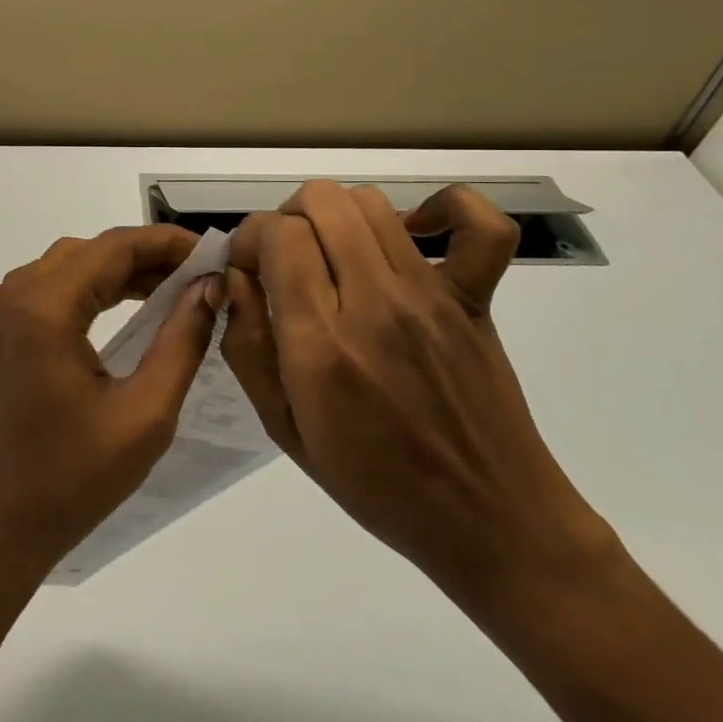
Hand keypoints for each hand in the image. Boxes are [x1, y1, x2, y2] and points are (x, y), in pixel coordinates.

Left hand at [0, 226, 220, 586]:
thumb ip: (182, 341)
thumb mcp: (144, 415)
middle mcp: (8, 295)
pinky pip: (46, 290)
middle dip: (146, 257)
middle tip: (200, 275)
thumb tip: (210, 288)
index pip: (112, 249)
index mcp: (40, 309)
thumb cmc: (70, 481)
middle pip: (88, 253)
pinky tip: (126, 305)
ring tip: (174, 287)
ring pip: (66, 267)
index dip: (166, 243)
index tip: (213, 252)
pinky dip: (88, 290)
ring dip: (117, 272)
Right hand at [222, 181, 611, 604]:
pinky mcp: (476, 297)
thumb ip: (247, 346)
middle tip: (285, 261)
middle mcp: (375, 303)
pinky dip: (444, 209)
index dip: (250, 237)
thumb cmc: (375, 485)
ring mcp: (431, 295)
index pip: (277, 234)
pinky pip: (480, 226)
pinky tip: (414, 232)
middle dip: (287, 218)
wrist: (488, 520)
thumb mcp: (284, 428)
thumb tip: (235, 277)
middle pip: (321, 201)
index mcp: (321, 343)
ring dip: (336, 214)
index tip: (248, 267)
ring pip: (371, 202)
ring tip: (332, 254)